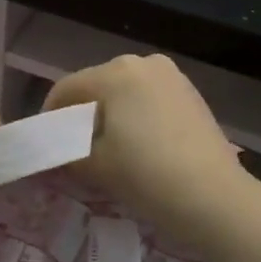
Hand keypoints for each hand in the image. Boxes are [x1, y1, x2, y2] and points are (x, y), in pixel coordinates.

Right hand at [43, 55, 248, 245]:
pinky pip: (149, 99)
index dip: (49, 116)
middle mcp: (143, 63)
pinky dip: (136, 117)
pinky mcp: (191, 93)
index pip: (67, 88)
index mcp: (115, 72)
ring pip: (124, 92)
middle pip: (97, 86)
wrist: (215, 198)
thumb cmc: (147, 176)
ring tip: (108, 150)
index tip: (44, 145)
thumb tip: (53, 153)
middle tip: (75, 150)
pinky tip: (140, 147)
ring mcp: (172, 76)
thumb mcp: (95, 165)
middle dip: (82, 115)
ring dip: (111, 115)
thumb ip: (66, 152)